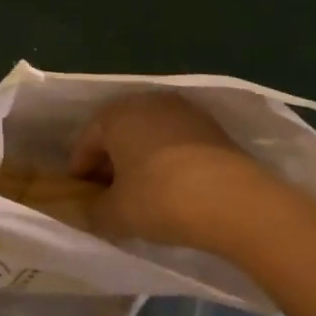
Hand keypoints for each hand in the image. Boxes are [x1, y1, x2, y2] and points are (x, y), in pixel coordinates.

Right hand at [69, 92, 271, 249]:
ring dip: (140, 162)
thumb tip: (88, 212)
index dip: (80, 172)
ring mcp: (185, 112)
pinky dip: (168, 163)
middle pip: (119, 134)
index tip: (80, 197)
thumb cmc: (160, 198)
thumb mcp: (115, 213)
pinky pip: (177, 144)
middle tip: (108, 195)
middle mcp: (148, 102)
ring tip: (140, 195)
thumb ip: (93, 211)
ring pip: (149, 137)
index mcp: (115, 114)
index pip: (86, 142)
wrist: (236, 202)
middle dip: (110, 164)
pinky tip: (171, 190)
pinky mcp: (214, 129)